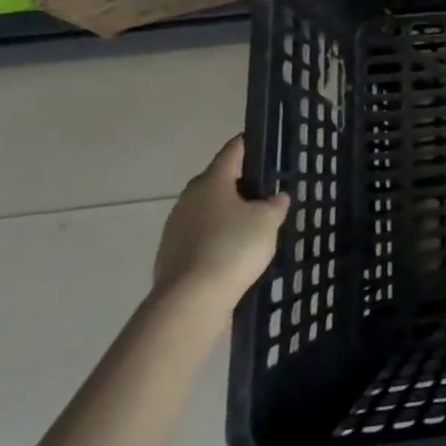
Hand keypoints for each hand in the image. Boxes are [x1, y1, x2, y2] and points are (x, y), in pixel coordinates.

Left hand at [152, 135, 288, 312]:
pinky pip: (199, 235)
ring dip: (226, 213)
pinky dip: (215, 237)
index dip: (249, 143)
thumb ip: (274, 204)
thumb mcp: (267, 221)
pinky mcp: (170, 255)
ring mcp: (175, 227)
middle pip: (217, 181)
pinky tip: (232, 252)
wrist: (189, 301)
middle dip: (239, 184)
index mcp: (212, 180)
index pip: (233, 150)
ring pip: (207, 210)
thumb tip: (275, 197)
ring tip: (251, 225)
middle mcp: (189, 198)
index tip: (264, 143)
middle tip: (264, 191)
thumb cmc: (232, 247)